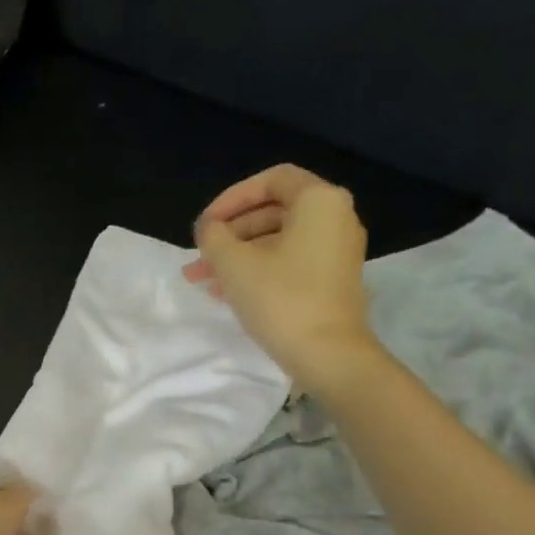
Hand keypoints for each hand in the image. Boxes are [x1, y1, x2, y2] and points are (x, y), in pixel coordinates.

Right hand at [182, 164, 379, 389]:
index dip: (232, 198)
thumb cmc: (280, 298)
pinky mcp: (332, 279)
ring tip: (202, 280)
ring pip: (277, 241)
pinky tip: (226, 292)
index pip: (271, 180)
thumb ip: (213, 236)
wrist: (328, 354)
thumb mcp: (233, 263)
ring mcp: (337, 250)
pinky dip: (258, 269)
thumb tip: (209, 229)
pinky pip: (289, 261)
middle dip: (229, 234)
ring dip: (237, 256)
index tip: (206, 224)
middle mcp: (335, 218)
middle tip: (198, 257)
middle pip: (273, 211)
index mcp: (319, 201)